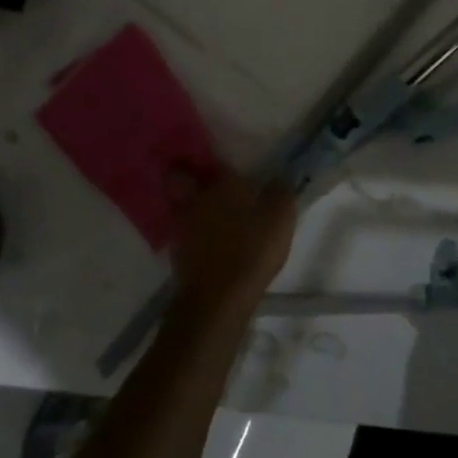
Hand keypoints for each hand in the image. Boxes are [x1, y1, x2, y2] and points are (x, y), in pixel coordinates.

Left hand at [168, 171, 296, 318]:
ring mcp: (182, 226)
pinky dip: (189, 232)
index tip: (218, 161)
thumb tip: (278, 177)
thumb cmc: (253, 249)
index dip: (212, 159)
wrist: (218, 297)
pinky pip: (181, 232)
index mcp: (223, 184)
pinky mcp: (176, 253)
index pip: (211, 160)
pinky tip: (203, 240)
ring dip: (186, 205)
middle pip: (179, 178)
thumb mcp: (281, 216)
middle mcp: (197, 198)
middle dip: (183, 174)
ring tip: (202, 211)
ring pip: (178, 205)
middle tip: (197, 178)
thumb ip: (280, 191)